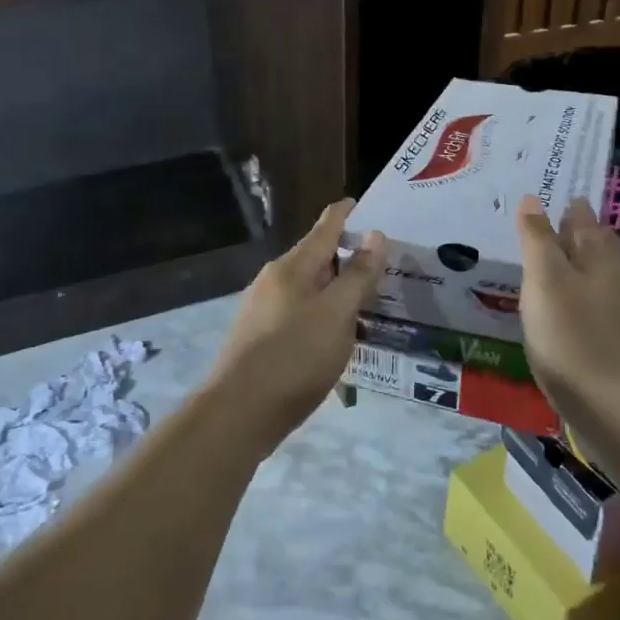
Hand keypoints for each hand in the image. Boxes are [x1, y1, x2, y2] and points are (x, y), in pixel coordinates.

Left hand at [210, 200, 384, 451]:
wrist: (238, 413)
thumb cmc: (294, 356)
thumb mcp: (337, 314)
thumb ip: (359, 275)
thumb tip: (376, 235)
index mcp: (293, 266)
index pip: (325, 227)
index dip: (347, 214)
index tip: (366, 205)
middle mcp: (274, 280)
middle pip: (316, 257)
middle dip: (347, 256)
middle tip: (382, 264)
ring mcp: (263, 309)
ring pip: (309, 288)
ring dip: (336, 289)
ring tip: (366, 301)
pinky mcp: (260, 337)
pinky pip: (299, 313)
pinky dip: (322, 313)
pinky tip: (336, 335)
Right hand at [516, 195, 619, 427]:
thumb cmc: (576, 338)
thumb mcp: (545, 281)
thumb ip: (538, 239)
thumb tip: (533, 198)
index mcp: (601, 258)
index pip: (585, 220)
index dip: (570, 207)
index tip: (555, 196)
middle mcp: (619, 281)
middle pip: (599, 248)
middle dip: (579, 235)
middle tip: (553, 225)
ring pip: (600, 280)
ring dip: (580, 269)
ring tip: (553, 267)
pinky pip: (599, 311)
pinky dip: (581, 302)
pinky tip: (567, 314)